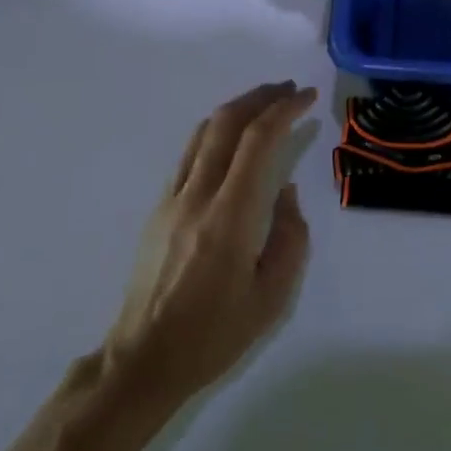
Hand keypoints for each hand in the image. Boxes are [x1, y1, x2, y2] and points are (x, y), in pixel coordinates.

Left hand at [104, 82, 316, 413]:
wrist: (143, 360)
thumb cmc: (214, 334)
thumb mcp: (272, 296)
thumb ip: (290, 236)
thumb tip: (283, 193)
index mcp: (229, 216)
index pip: (257, 141)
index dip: (284, 110)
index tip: (306, 98)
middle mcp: (197, 195)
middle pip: (227, 122)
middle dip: (261, 97)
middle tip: (289, 90)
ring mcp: (172, 198)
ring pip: (204, 132)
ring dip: (237, 108)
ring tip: (264, 104)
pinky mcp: (159, 207)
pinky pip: (191, 153)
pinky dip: (217, 131)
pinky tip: (232, 140)